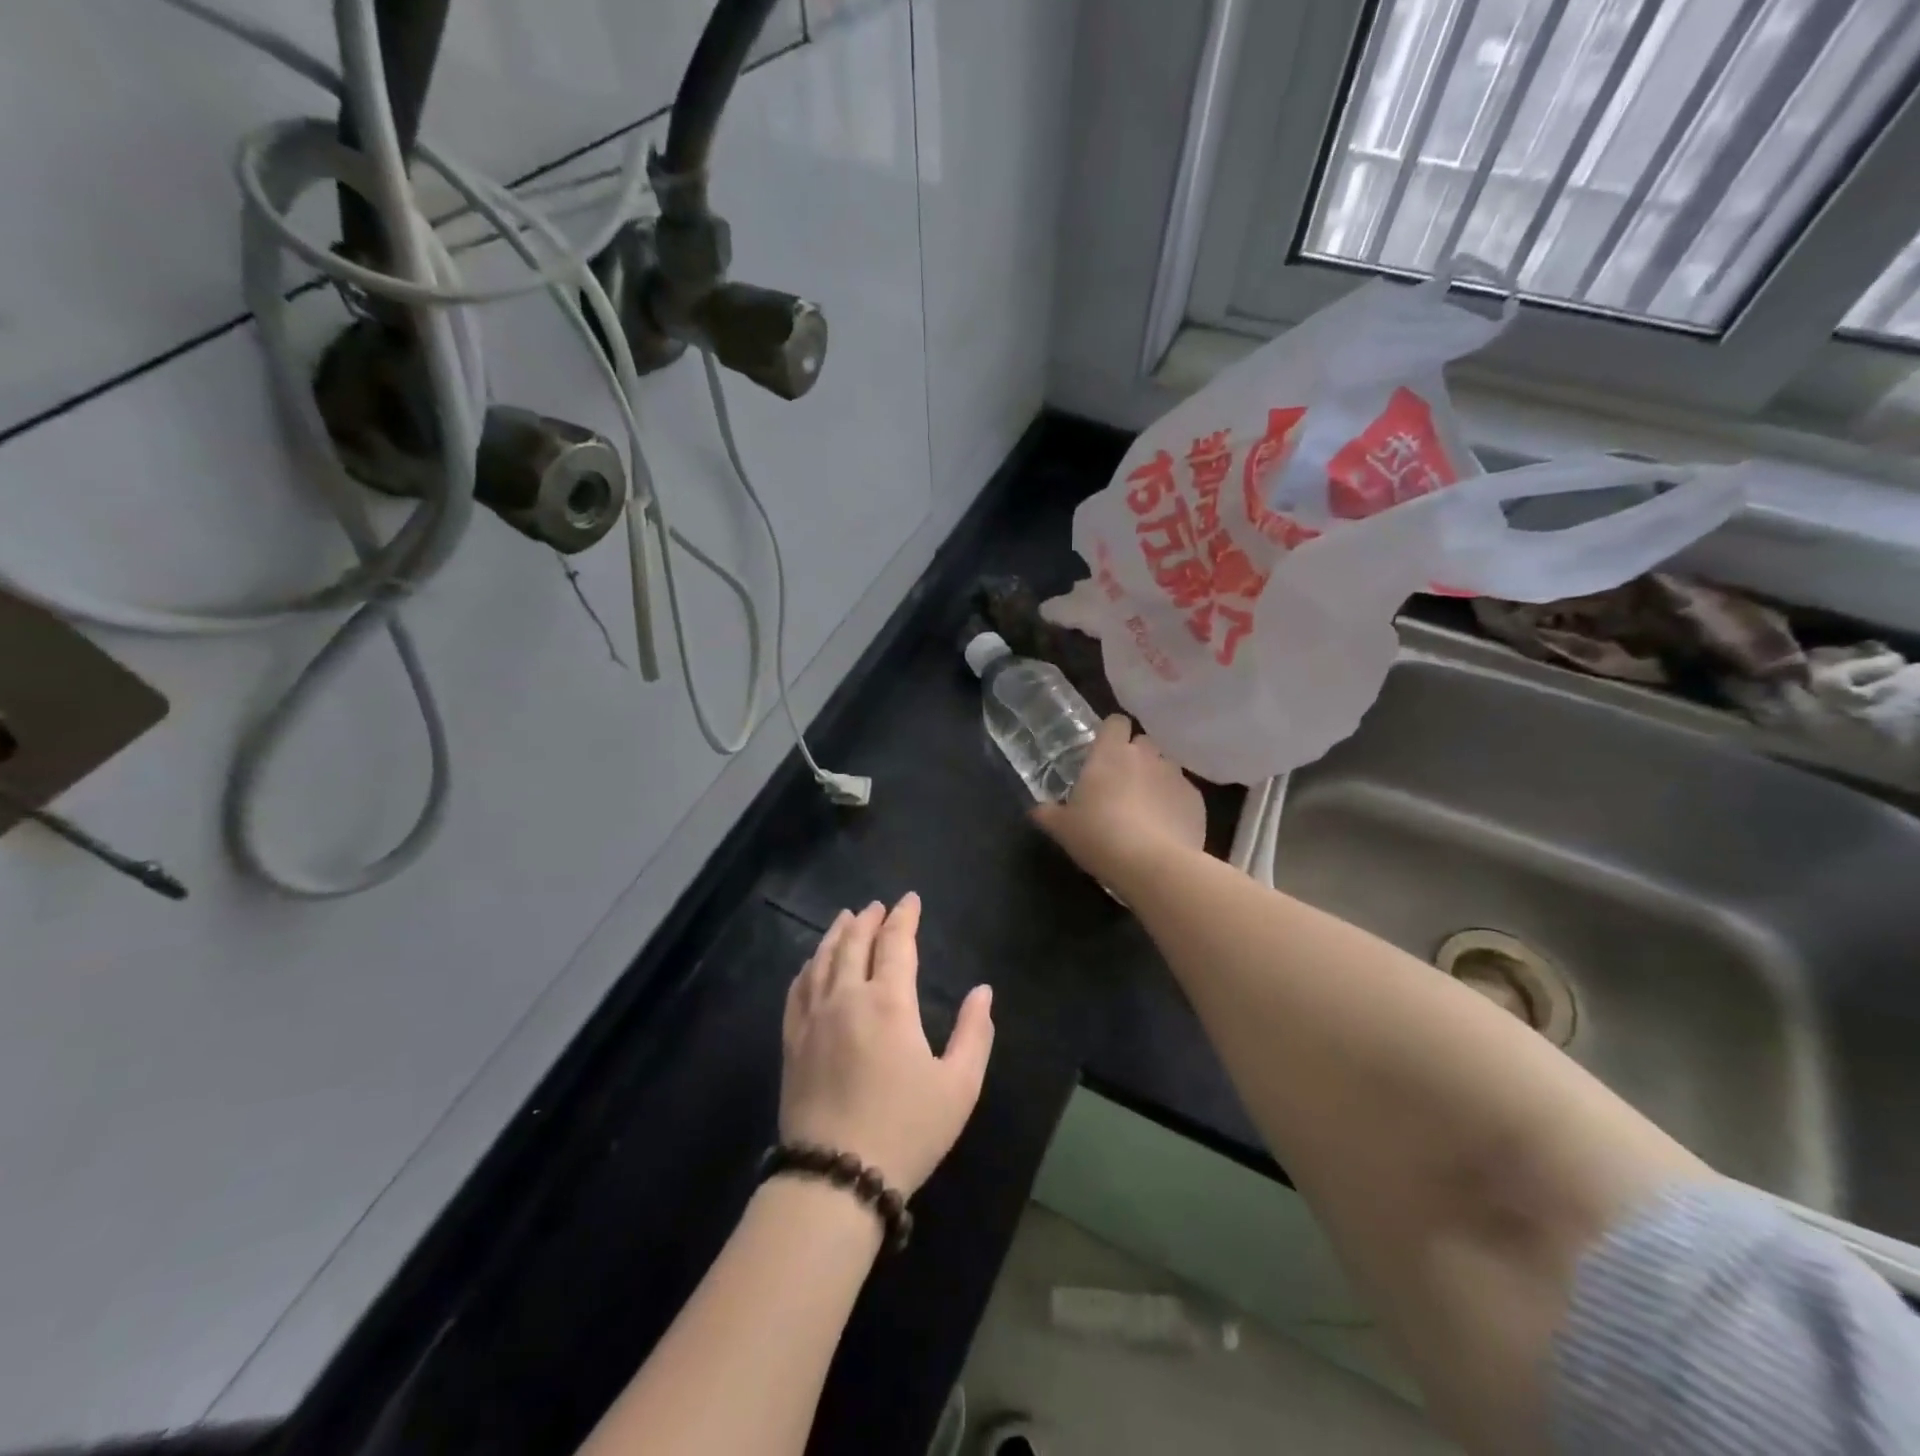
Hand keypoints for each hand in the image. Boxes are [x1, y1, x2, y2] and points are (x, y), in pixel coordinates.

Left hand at [781, 894, 994, 1195]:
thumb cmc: (906, 1130)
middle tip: (876, 906)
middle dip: (868, 919)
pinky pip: (797, 989)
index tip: (910, 900)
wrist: (836, 1176)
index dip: (904, 917)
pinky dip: (808, 967)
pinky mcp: (792, 1041)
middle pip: (854, 943)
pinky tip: (811, 963)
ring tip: (845, 918)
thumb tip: (982, 991)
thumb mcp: (958, 1086)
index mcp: (889, 1003)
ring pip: (822, 960)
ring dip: (836, 934)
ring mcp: (813, 1018)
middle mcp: (847, 997)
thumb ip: (974, 1033)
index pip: (896, 943)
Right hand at [1032, 715, 1205, 887]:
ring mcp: (1175, 775)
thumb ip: (1049, 813)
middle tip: (1122, 784)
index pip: (1116, 722)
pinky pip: (1183, 793)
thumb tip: (1038, 810)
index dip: (1111, 734)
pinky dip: (1175, 804)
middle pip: (1143, 742)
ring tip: (1147, 808)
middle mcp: (1146, 755)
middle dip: (1136, 757)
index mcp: (1110, 753)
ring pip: (1166, 766)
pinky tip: (1166, 828)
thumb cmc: (1098, 836)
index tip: (1104, 753)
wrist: (1152, 864)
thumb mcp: (1063, 828)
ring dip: (1157, 779)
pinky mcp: (1196, 800)